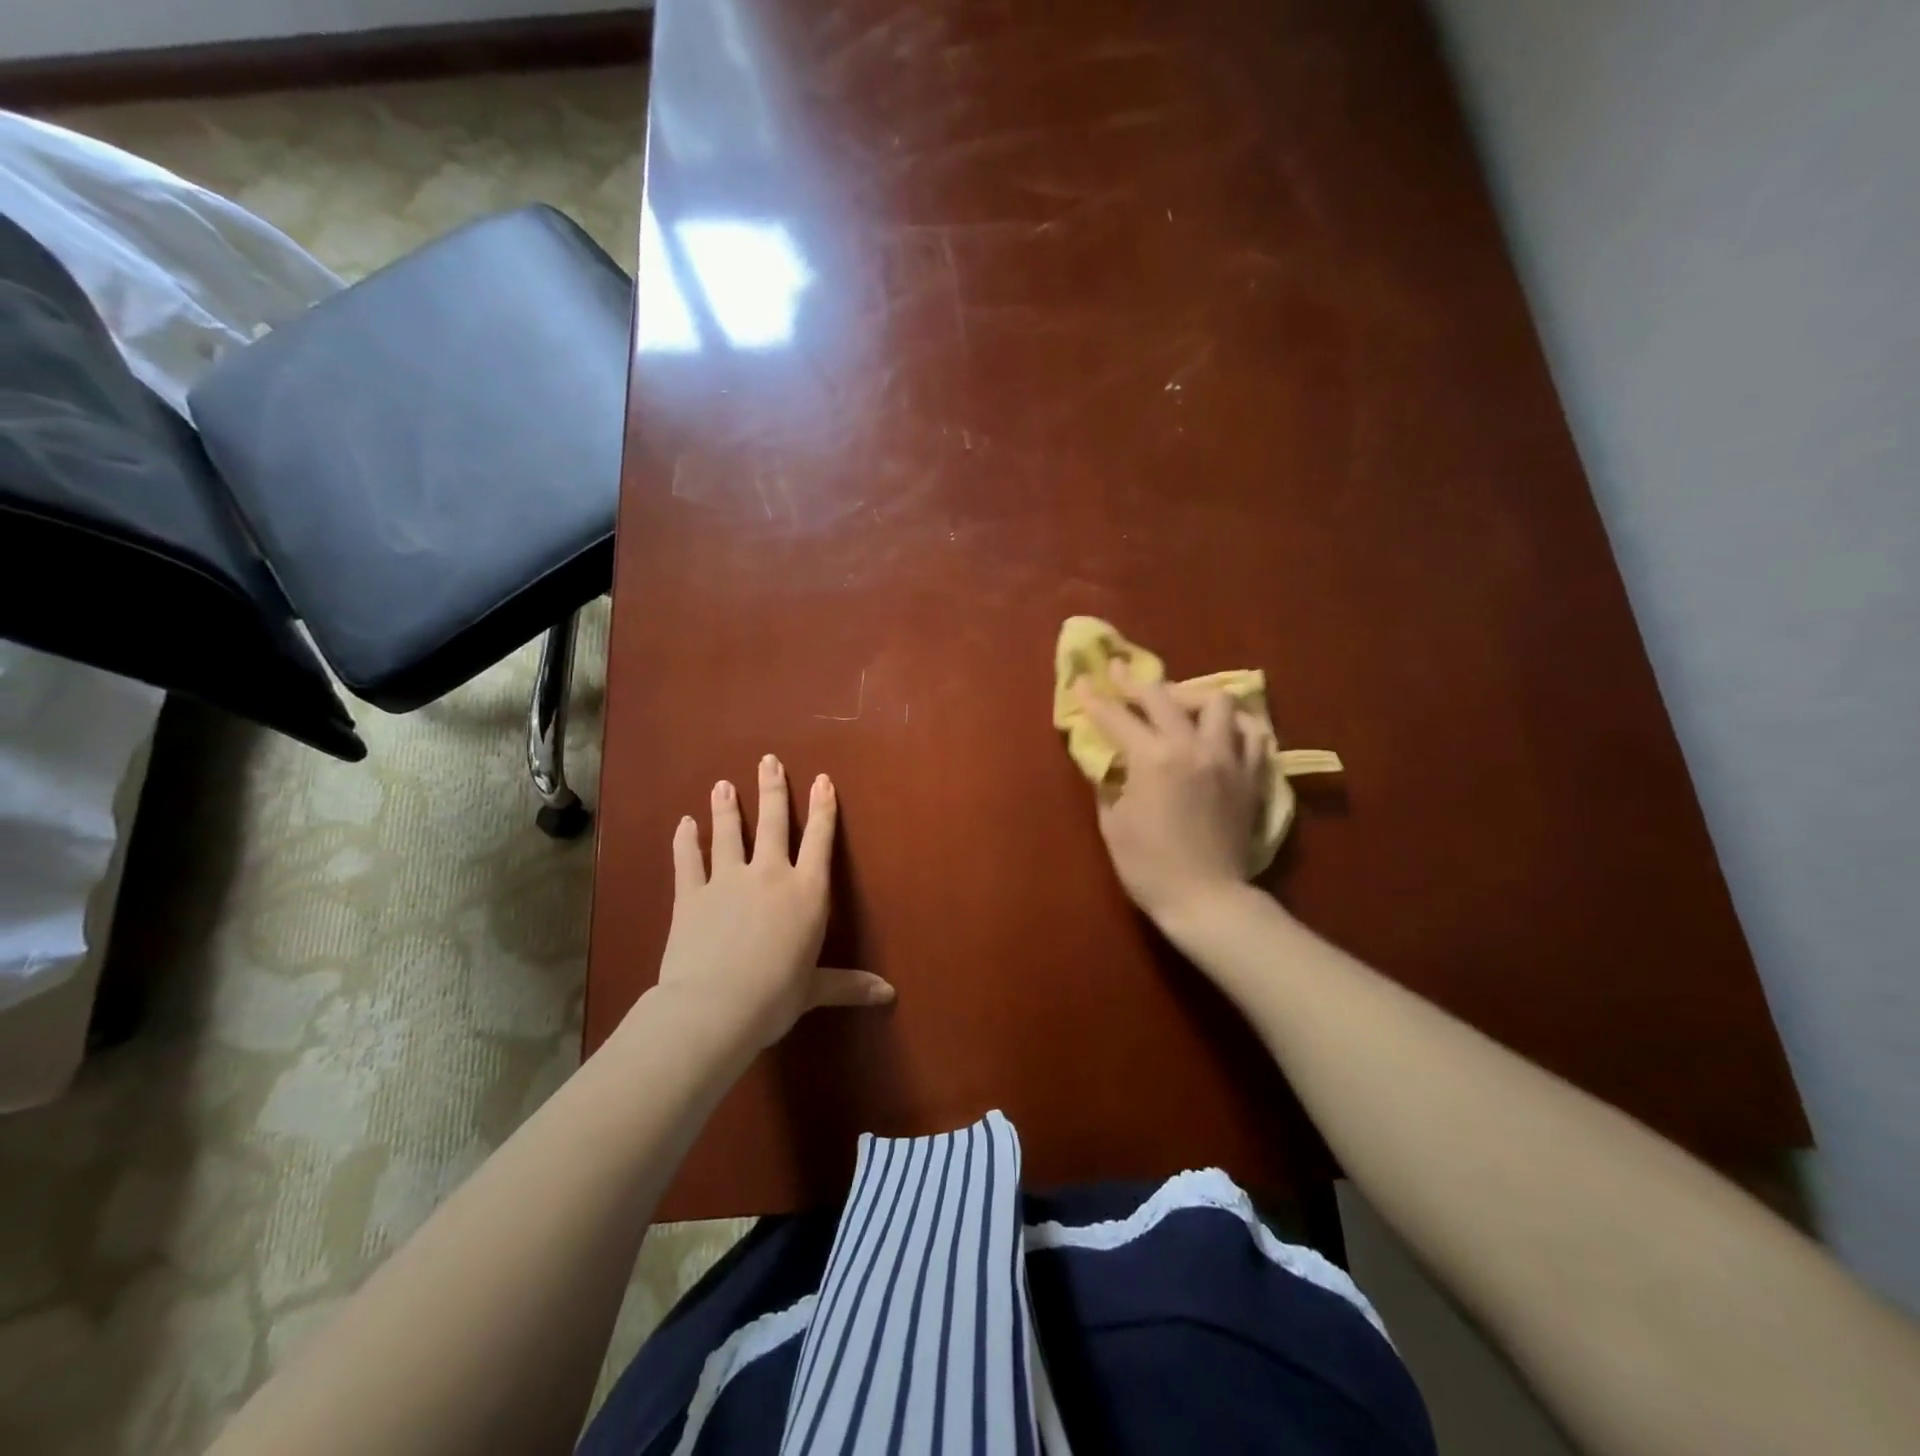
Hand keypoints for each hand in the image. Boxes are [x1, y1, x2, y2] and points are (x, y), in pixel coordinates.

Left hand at [654, 755, 893, 1048]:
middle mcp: (769, 875)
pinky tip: (684, 824)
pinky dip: (686, 841)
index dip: (823, 808)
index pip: (820, 841)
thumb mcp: (815, 989)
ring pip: (728, 834)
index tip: (822, 780)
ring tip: (723, 785)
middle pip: (773, 823)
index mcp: (806, 893)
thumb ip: (848, 984)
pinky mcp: (691, 895)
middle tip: (767, 761)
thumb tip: (888, 995)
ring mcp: (727, 881)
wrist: (715, 1006)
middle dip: (772, 790)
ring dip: (726, 808)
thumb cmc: (776, 996)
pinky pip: (688, 860)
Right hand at [1074, 663, 1264, 926]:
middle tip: (1120, 673)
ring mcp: (1227, 759)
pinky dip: (1233, 726)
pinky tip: (1221, 732)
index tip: (1083, 682)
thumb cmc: (1148, 866)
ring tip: (1180, 708)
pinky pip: (1251, 735)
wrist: (1206, 899)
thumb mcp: (1114, 823)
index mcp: (1152, 759)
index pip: (1117, 717)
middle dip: (1136, 682)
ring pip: (1218, 703)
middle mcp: (1192, 747)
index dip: (1095, 699)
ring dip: (1193, 698)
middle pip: (1163, 697)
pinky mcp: (1250, 776)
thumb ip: (1110, 783)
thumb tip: (1110, 761)